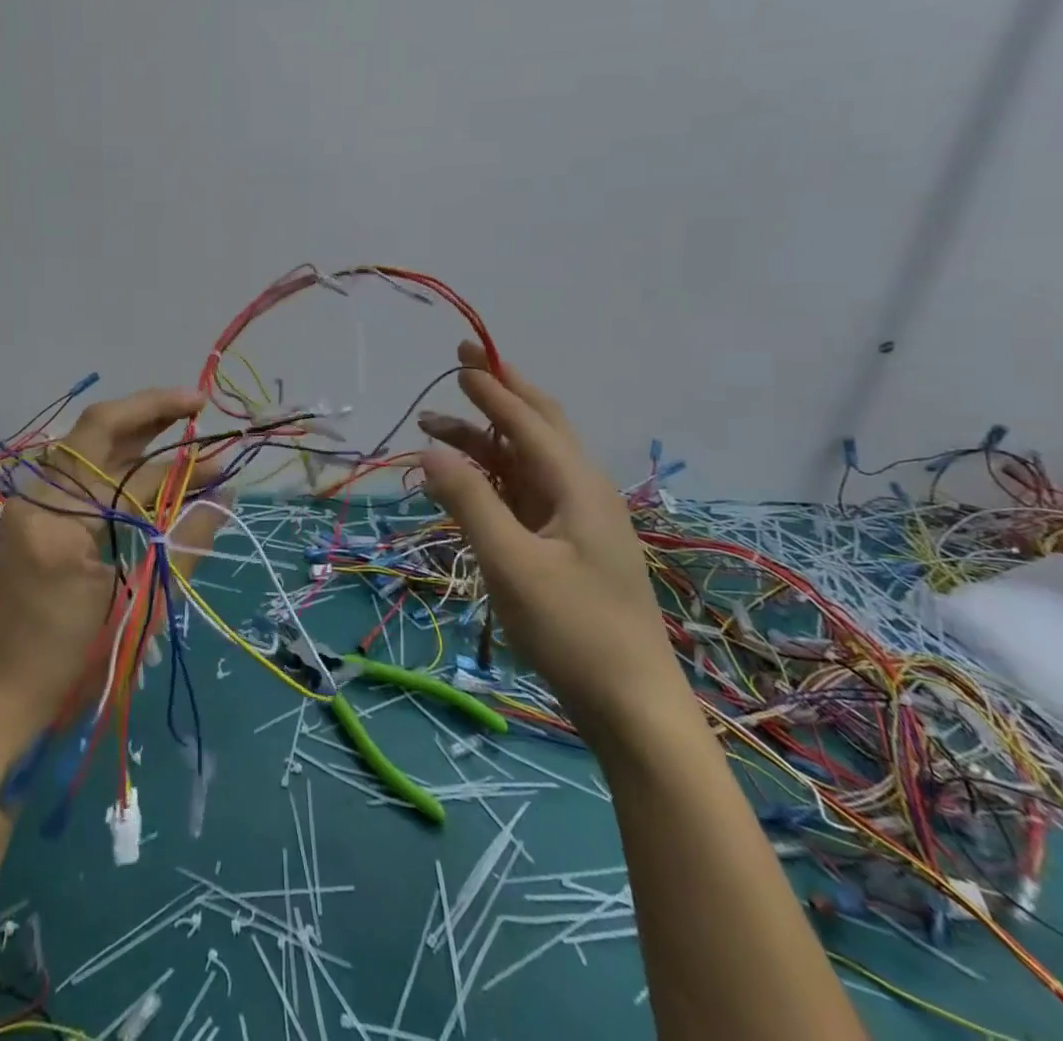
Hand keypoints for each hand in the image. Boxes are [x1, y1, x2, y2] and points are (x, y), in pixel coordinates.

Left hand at [0, 387, 228, 753]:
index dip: (171, 437)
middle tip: (194, 407)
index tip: (207, 417)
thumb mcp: (138, 606)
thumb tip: (225, 495)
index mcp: (58, 515)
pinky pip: (78, 479)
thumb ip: (183, 543)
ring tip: (179, 431)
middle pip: (95, 432)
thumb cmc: (70, 665)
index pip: (123, 455)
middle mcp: (36, 497)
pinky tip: (146, 472)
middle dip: (148, 415)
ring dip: (133, 438)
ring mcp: (28, 508)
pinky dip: (115, 469)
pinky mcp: (31, 523)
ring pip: (86, 452)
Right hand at [417, 342, 692, 747]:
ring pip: (527, 458)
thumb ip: (469, 502)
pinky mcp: (567, 542)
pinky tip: (464, 477)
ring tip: (434, 426)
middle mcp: (580, 490)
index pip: (528, 421)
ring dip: (485, 436)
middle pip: (539, 425)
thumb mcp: (511, 565)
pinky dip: (492, 472)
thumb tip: (430, 450)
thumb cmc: (572, 630)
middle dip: (501, 391)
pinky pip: (524, 489)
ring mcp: (576, 517)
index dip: (492, 388)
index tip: (461, 358)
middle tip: (462, 363)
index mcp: (576, 486)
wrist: (631, 704)